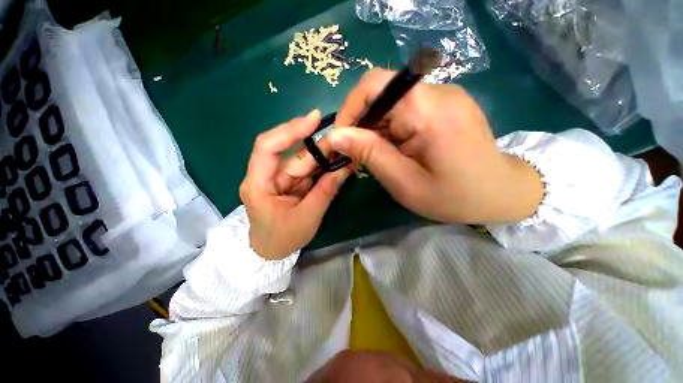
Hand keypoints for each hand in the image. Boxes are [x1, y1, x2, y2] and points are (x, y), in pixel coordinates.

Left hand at [240, 110, 351, 259]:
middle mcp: (266, 176)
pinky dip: (321, 168)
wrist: (270, 254)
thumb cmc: (282, 239)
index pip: (268, 146)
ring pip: (301, 162)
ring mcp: (278, 180)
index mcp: (258, 184)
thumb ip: (326, 190)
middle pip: (292, 154)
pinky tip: (336, 164)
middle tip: (342, 141)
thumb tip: (345, 166)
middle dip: (317, 147)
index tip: (315, 119)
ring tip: (343, 151)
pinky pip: (306, 172)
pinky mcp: (288, 184)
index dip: (290, 129)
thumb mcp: (307, 217)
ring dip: (322, 157)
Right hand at [328, 69, 542, 223]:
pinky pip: (406, 108)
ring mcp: (444, 95)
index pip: (374, 85)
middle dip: (363, 125)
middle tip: (359, 155)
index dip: (350, 109)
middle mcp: (437, 91)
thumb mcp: (404, 182)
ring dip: (377, 129)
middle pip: (382, 94)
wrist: (501, 194)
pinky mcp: (445, 104)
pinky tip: (397, 149)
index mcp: (428, 110)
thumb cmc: (453, 196)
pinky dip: (392, 128)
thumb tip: (336, 136)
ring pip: (392, 103)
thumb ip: (370, 154)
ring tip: (380, 156)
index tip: (342, 139)